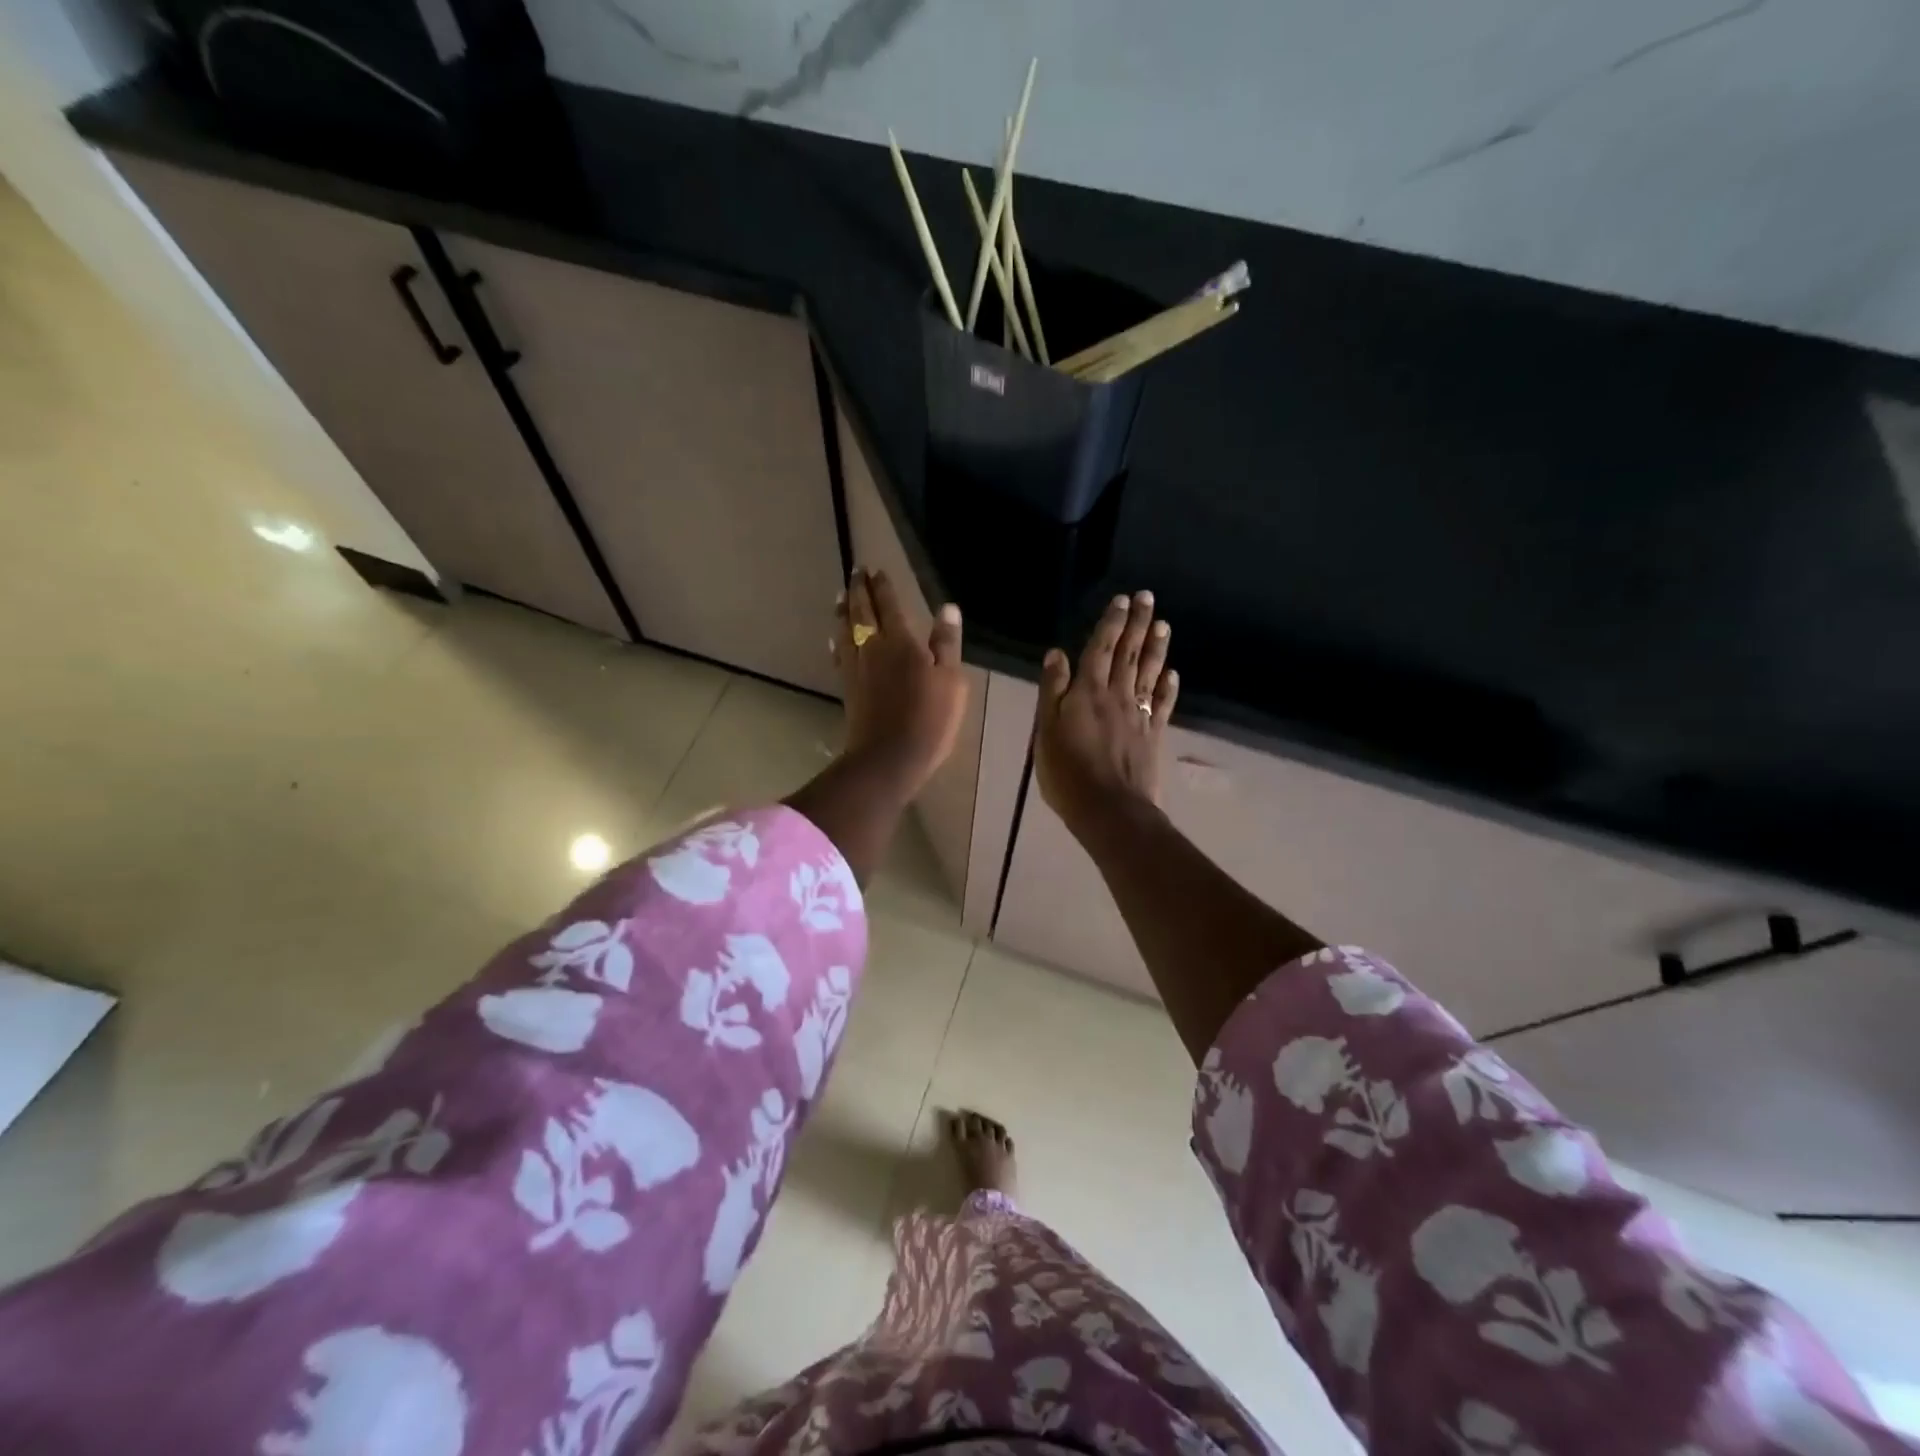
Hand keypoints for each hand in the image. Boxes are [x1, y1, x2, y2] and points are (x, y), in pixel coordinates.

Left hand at [832, 567, 969, 802]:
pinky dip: (837, 638)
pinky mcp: (847, 687)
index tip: (875, 569)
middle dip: (858, 590)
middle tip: (855, 572)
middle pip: (861, 612)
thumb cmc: (928, 718)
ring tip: (840, 596)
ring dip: (843, 610)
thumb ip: (946, 643)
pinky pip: (839, 653)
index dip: (881, 586)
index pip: (888, 605)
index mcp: (900, 641)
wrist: (888, 757)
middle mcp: (872, 647)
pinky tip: (835, 638)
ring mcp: (856, 667)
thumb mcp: (951, 680)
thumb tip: (948, 608)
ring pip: (845, 630)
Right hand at [1034, 591, 1177, 840]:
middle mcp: (1116, 696)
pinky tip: (1172, 673)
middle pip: (1128, 654)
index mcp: (1087, 692)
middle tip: (1147, 598)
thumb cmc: (1068, 773)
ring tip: (1163, 624)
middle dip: (1137, 624)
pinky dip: (1168, 686)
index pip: (1100, 649)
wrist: (1109, 809)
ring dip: (1156, 647)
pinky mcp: (1152, 735)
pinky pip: (1162, 704)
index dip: (1111, 624)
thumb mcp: (1046, 731)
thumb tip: (1057, 654)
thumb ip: (1052, 691)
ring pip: (1148, 673)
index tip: (1122, 600)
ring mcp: (1138, 715)